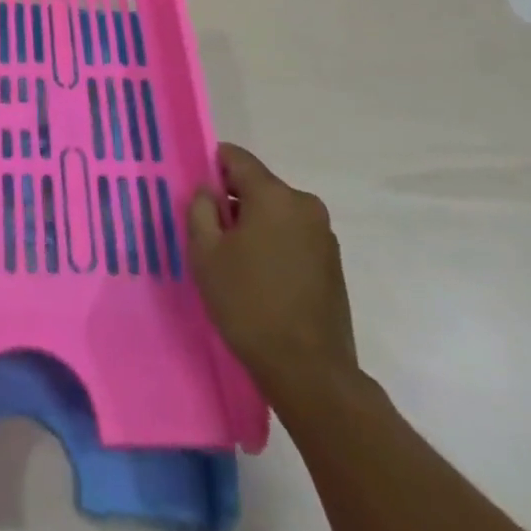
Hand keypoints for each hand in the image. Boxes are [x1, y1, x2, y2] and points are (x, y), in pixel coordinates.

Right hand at [188, 143, 356, 399]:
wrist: (310, 373)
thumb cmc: (249, 304)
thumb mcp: (205, 253)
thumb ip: (200, 209)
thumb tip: (208, 192)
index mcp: (274, 195)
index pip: (236, 157)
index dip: (211, 166)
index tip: (197, 192)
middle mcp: (304, 204)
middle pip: (258, 185)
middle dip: (233, 200)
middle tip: (210, 232)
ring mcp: (323, 235)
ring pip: (276, 212)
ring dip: (254, 224)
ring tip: (235, 260)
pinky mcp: (333, 263)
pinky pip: (293, 236)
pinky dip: (274, 243)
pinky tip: (261, 277)